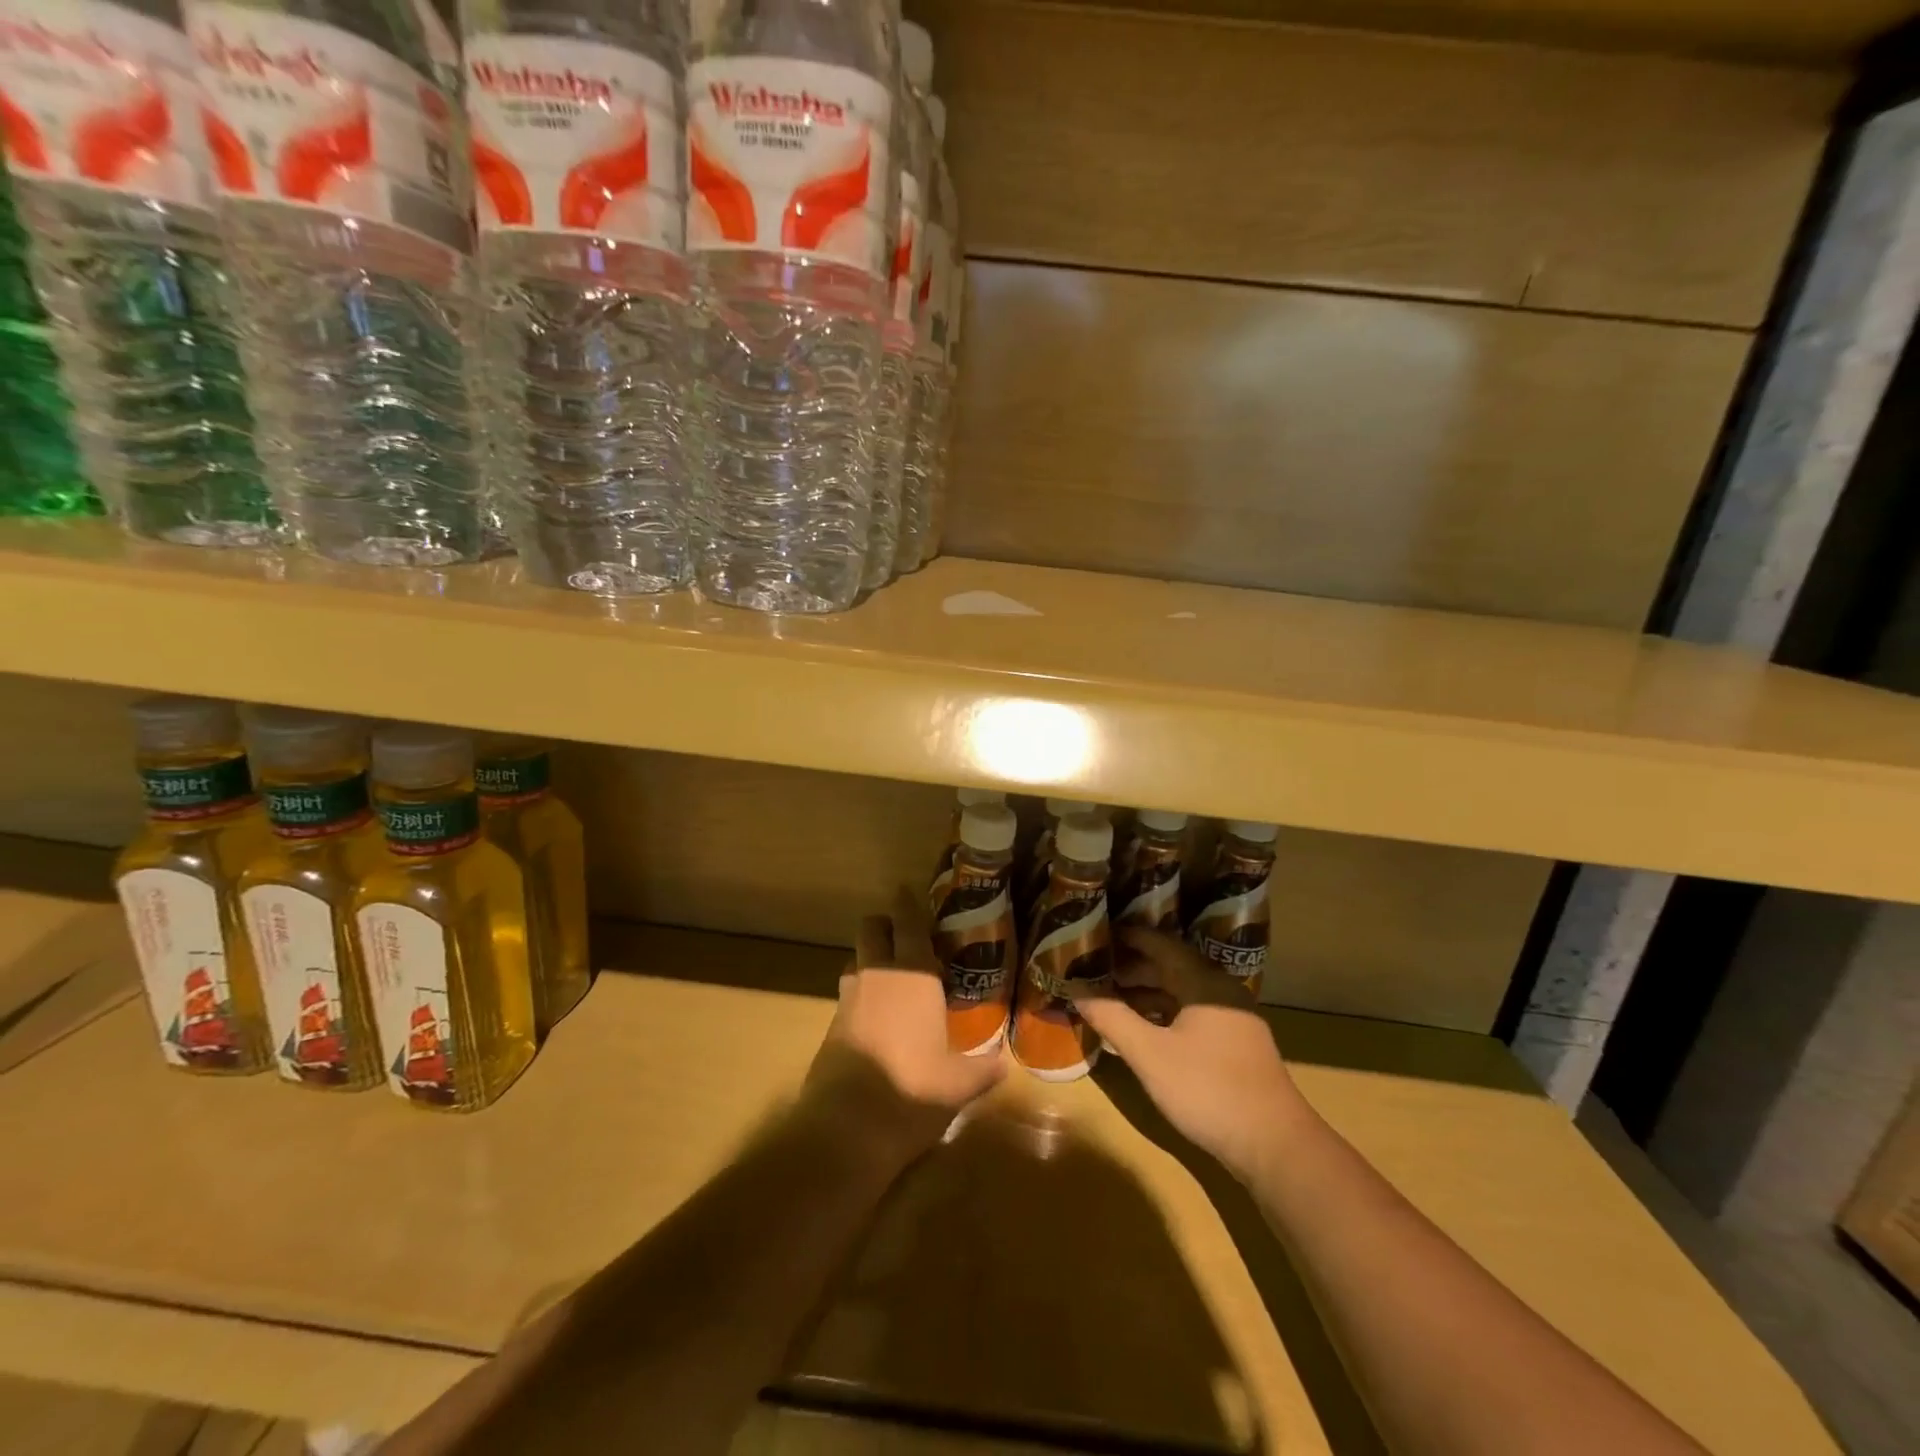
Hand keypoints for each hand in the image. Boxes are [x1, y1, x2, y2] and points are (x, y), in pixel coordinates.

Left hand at [803, 888, 1006, 1165]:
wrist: (846, 1129)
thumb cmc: (912, 1091)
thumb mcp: (959, 1084)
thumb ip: (983, 1068)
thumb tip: (1003, 1062)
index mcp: (913, 974)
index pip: (908, 921)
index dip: (909, 903)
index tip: (911, 892)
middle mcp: (877, 975)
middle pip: (872, 928)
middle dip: (886, 926)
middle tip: (908, 941)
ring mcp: (848, 998)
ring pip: (857, 960)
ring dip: (872, 961)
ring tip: (896, 982)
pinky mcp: (831, 1025)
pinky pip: (848, 995)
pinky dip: (862, 996)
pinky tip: (879, 1021)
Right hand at [1069, 928, 1309, 1183]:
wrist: (1276, 1147)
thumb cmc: (1208, 1090)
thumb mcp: (1150, 1054)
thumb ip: (1111, 1018)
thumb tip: (1075, 989)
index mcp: (1203, 982)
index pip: (1159, 943)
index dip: (1125, 937)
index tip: (1094, 933)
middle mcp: (1220, 991)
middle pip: (1169, 966)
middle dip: (1130, 966)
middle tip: (1093, 968)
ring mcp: (1231, 1020)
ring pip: (1180, 992)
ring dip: (1145, 993)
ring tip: (1108, 998)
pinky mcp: (1234, 1046)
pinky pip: (1190, 1014)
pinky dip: (1162, 1014)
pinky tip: (1141, 1031)